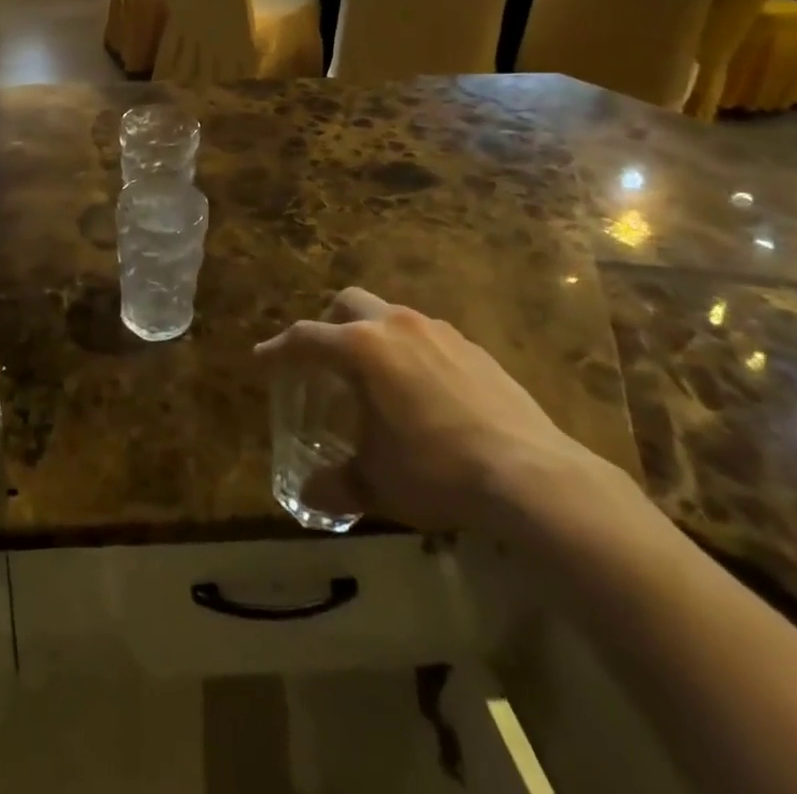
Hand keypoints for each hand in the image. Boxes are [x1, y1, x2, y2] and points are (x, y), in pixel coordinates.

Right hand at [258, 287, 596, 532]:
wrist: (532, 476)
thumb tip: (309, 494)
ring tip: (378, 380)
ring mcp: (440, 332)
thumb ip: (337, 484)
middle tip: (325, 362)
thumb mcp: (378, 483)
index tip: (264, 358)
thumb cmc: (437, 471)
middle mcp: (397, 326)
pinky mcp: (475, 349)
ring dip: (374, 338)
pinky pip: (429, 338)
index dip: (279, 348)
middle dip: (329, 325)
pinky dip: (413, 354)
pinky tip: (425, 394)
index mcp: (362, 348)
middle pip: (349, 303)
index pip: (306, 337)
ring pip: (391, 316)